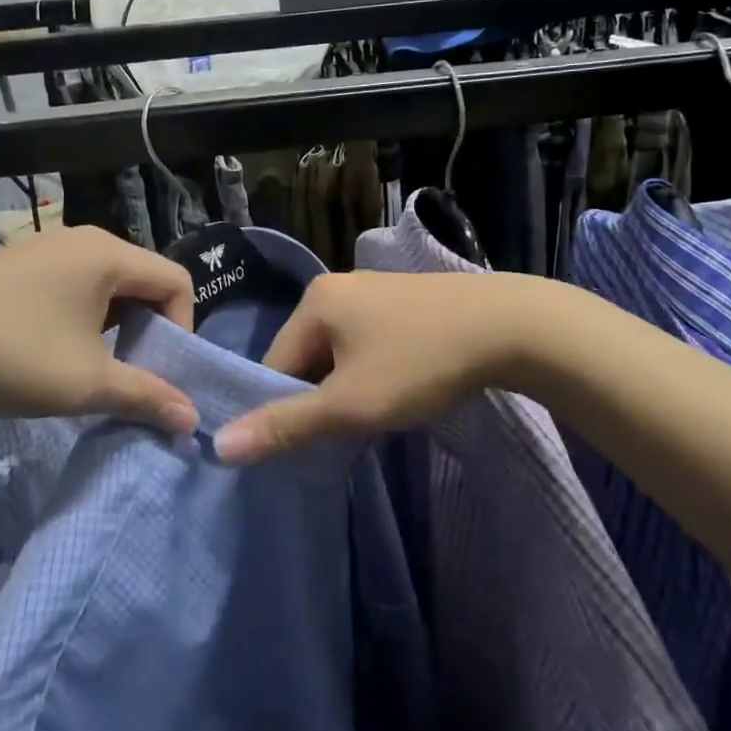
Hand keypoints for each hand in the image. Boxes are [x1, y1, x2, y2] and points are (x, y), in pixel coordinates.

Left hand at [0, 227, 199, 434]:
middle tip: (130, 373)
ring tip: (92, 368)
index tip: (159, 370)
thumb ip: (146, 396)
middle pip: (143, 281)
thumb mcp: (86, 384)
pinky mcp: (17, 265)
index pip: (177, 281)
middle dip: (149, 330)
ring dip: (115, 327)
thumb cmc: (9, 355)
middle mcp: (83, 241)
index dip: (183, 328)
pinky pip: (74, 286)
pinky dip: (83, 319)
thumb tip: (192, 420)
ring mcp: (46, 249)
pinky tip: (54, 353)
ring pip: (107, 286)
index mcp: (108, 255)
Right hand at [214, 271, 548, 463]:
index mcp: (315, 301)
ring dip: (350, 385)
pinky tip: (403, 384)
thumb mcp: (349, 404)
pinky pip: (370, 340)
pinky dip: (375, 368)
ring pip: (340, 351)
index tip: (315, 438)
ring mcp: (376, 289)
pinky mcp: (406, 299)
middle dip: (322, 395)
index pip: (275, 363)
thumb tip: (220, 446)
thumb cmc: (420, 363)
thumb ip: (287, 424)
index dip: (287, 407)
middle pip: (307, 355)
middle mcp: (338, 285)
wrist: (510, 326)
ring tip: (381, 409)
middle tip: (352, 428)